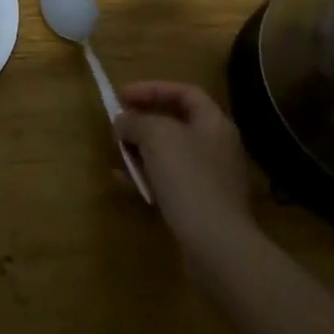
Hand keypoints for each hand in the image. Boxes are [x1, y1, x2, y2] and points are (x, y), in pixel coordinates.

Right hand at [113, 82, 256, 244]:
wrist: (217, 245)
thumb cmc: (188, 178)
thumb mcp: (155, 136)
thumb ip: (135, 121)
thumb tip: (123, 121)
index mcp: (213, 123)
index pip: (184, 92)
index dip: (151, 89)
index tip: (122, 96)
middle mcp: (216, 146)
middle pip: (175, 122)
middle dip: (142, 121)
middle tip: (118, 125)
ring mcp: (211, 177)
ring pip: (169, 153)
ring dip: (140, 150)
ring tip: (117, 155)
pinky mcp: (201, 204)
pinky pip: (169, 179)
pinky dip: (146, 176)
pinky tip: (124, 182)